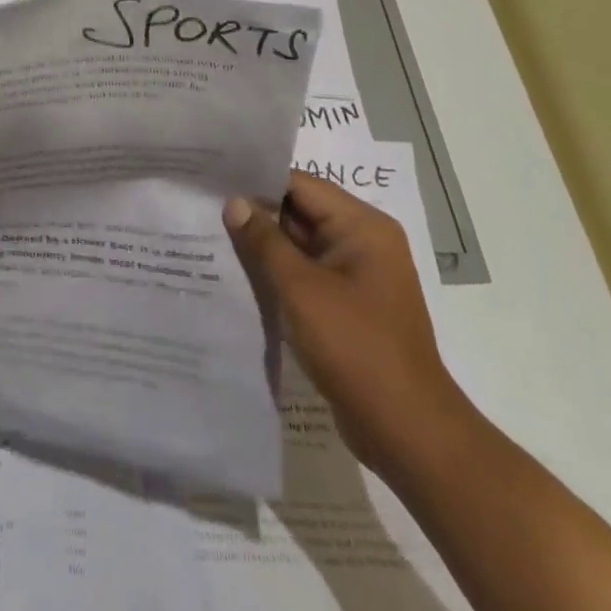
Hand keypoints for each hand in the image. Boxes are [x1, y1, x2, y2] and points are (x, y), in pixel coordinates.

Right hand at [224, 169, 474, 480]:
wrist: (406, 432)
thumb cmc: (355, 348)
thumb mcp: (301, 288)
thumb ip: (264, 241)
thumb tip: (234, 202)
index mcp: (362, 227)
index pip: (301, 185)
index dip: (257, 181)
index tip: (213, 178)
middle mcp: (363, 243)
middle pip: (300, 212)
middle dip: (256, 213)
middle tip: (204, 206)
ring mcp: (356, 277)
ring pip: (300, 245)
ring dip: (263, 245)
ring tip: (211, 235)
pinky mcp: (347, 306)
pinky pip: (305, 275)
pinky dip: (277, 273)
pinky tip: (238, 274)